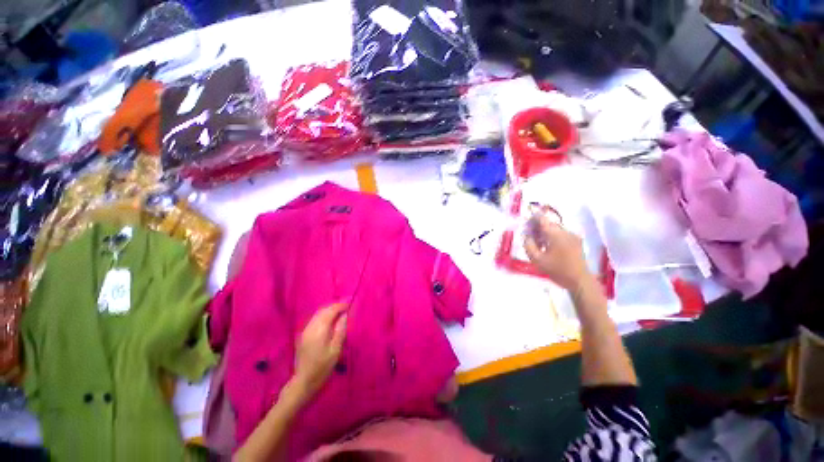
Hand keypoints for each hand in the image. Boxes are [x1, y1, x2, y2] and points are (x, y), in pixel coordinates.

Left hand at [292, 303, 347, 397]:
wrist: (303, 382)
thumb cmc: (322, 367)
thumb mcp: (336, 349)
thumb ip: (340, 330)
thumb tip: (345, 314)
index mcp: (319, 330)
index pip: (331, 310)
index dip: (341, 304)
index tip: (351, 301)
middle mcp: (310, 326)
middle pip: (324, 309)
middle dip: (336, 305)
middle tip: (348, 304)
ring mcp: (305, 330)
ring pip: (319, 313)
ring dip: (330, 309)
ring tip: (342, 310)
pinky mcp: (304, 334)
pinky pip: (315, 318)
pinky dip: (325, 314)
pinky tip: (331, 319)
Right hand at [524, 214, 590, 290]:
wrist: (579, 281)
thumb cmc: (557, 270)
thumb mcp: (537, 259)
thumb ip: (528, 245)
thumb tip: (526, 236)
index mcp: (555, 234)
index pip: (542, 219)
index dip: (532, 219)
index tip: (526, 224)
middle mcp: (565, 231)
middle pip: (548, 224)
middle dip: (538, 228)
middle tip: (530, 237)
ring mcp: (572, 236)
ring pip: (555, 229)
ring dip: (545, 233)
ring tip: (538, 244)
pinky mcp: (576, 241)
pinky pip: (561, 234)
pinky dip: (553, 237)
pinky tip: (548, 247)